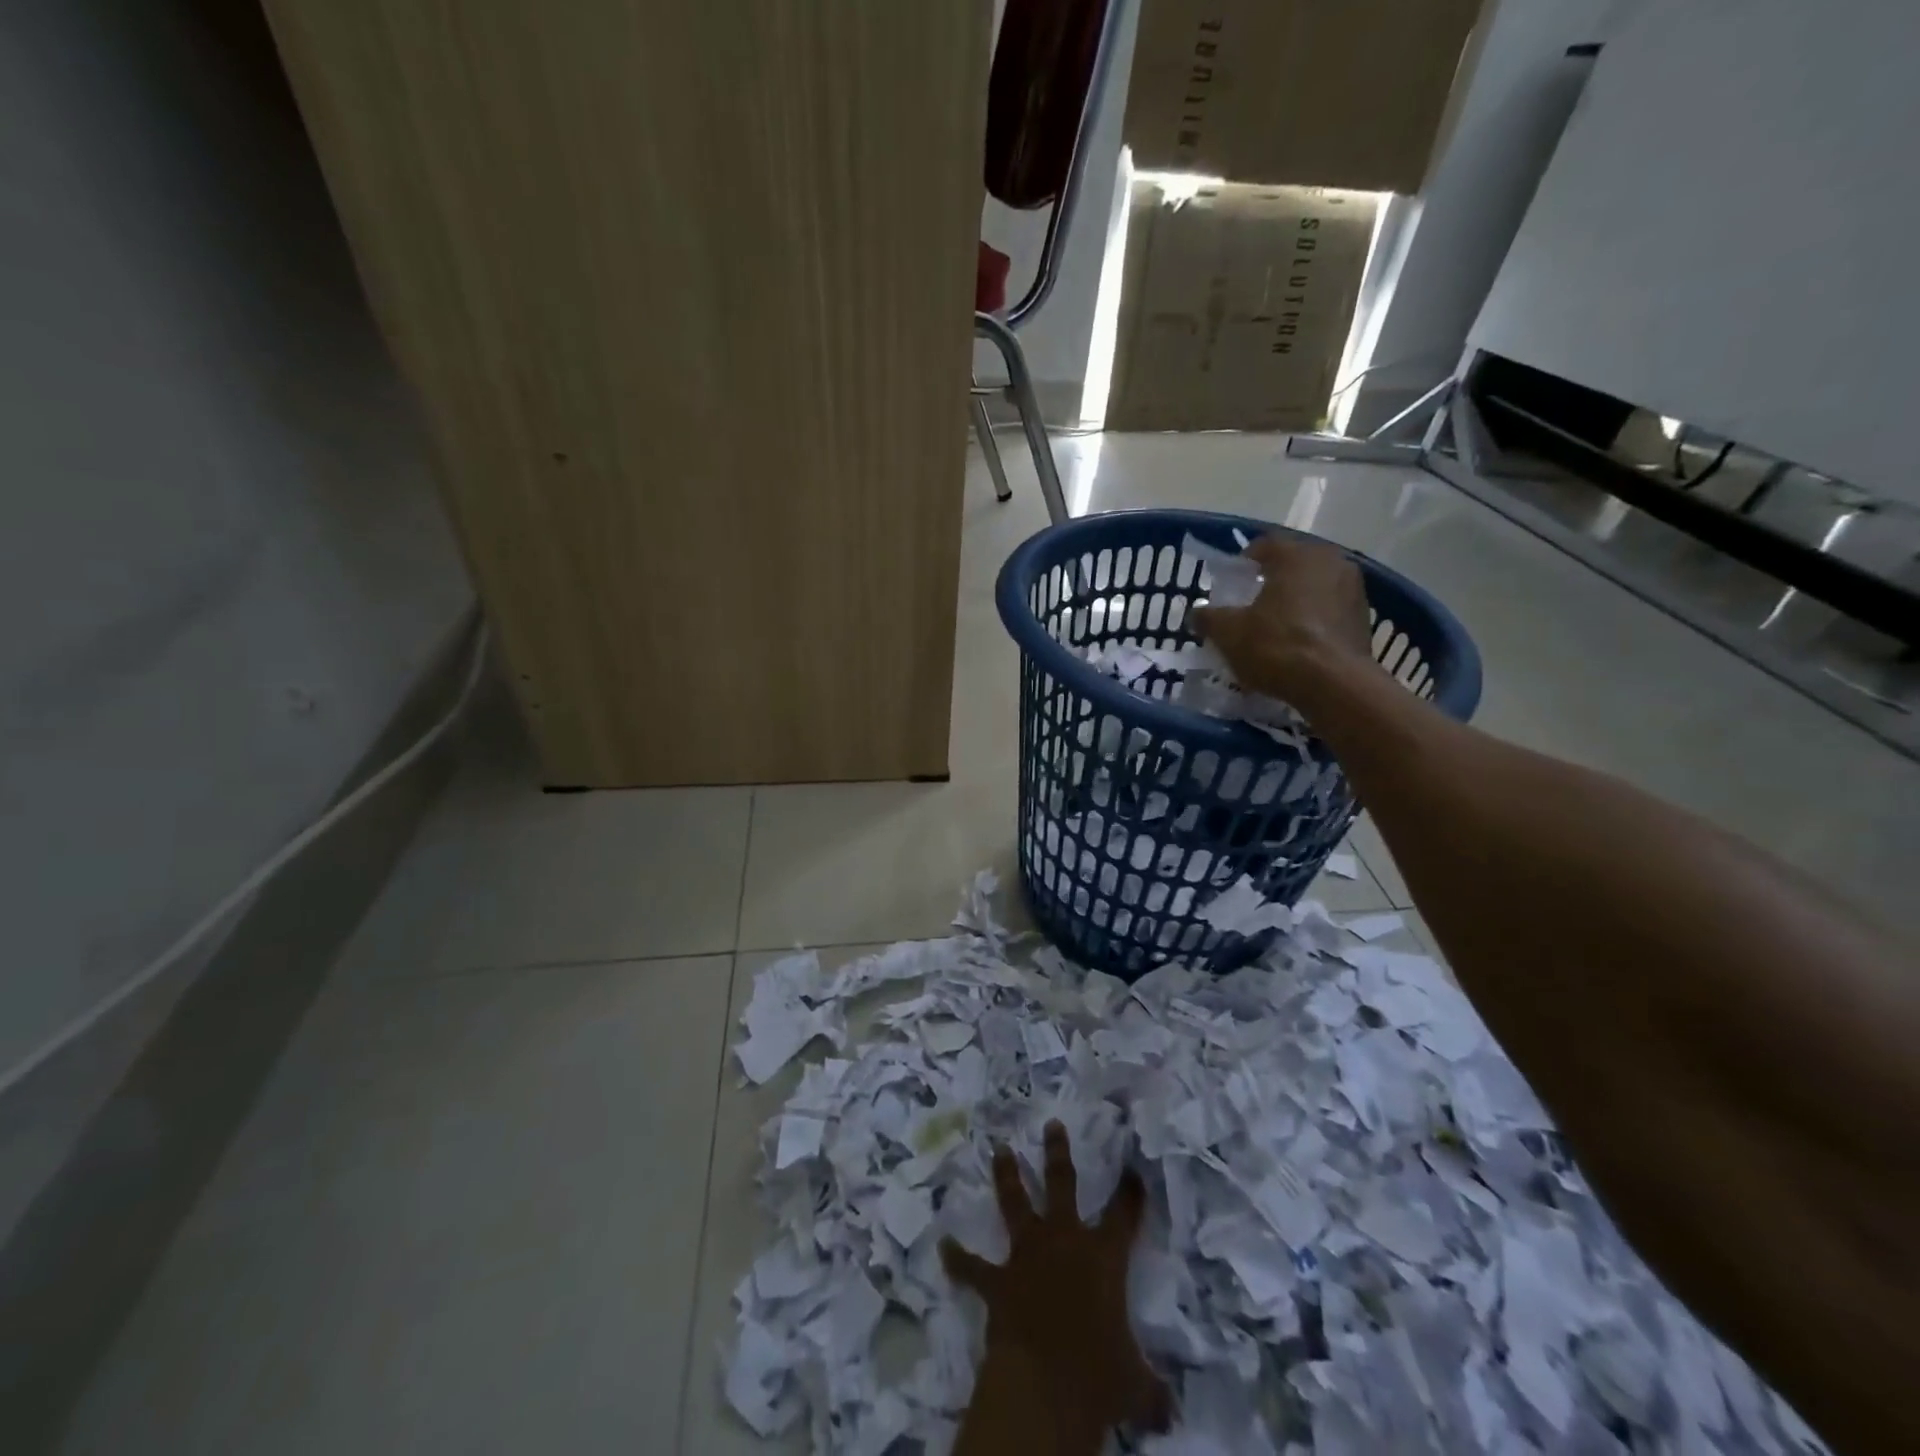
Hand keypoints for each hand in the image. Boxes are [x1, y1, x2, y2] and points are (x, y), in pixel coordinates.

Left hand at [941, 1122, 1171, 1438]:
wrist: (1045, 1384)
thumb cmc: (1099, 1378)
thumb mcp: (1136, 1386)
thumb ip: (1151, 1390)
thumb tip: (1170, 1414)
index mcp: (1104, 1257)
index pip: (1124, 1215)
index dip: (1130, 1192)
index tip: (1133, 1168)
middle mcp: (1064, 1241)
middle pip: (1062, 1183)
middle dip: (1057, 1152)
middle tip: (1052, 1123)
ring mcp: (1027, 1254)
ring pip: (1015, 1203)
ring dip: (1007, 1176)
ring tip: (999, 1149)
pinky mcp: (998, 1280)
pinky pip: (973, 1268)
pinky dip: (959, 1260)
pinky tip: (944, 1247)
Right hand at [1192, 534, 1376, 702]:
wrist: (1334, 685)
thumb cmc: (1277, 646)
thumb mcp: (1229, 633)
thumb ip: (1209, 617)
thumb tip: (1197, 613)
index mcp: (1296, 555)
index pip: (1265, 545)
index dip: (1244, 562)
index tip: (1231, 582)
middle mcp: (1330, 561)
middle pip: (1293, 564)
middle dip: (1271, 580)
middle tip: (1251, 603)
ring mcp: (1353, 588)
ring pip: (1314, 586)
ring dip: (1295, 599)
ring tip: (1276, 625)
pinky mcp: (1363, 617)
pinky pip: (1330, 608)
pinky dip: (1314, 618)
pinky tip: (1299, 643)